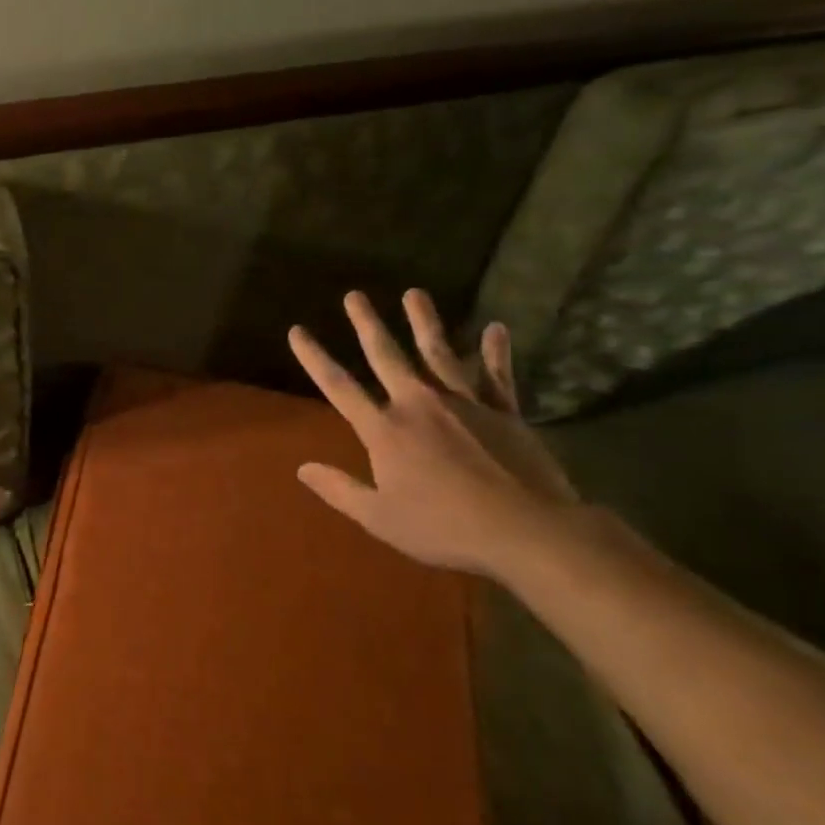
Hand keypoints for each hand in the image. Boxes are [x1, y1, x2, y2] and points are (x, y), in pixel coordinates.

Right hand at [288, 289, 578, 577]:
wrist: (526, 531)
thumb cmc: (444, 527)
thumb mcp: (379, 517)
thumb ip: (339, 489)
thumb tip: (302, 468)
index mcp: (385, 430)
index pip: (339, 386)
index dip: (315, 357)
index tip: (297, 330)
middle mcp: (419, 405)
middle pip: (387, 356)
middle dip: (367, 324)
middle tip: (355, 295)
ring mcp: (464, 404)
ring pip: (438, 353)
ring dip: (424, 322)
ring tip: (414, 293)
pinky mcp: (504, 412)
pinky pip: (496, 376)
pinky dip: (495, 352)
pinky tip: (495, 329)